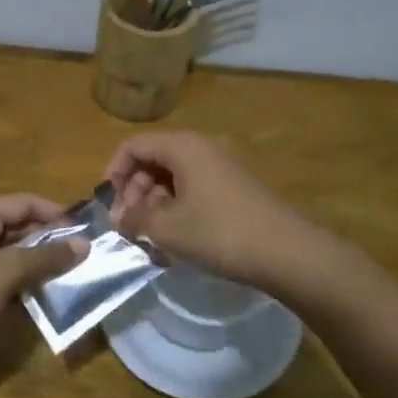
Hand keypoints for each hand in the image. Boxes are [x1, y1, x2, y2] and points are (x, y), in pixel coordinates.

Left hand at [0, 194, 87, 376]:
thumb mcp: (4, 274)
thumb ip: (44, 257)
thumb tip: (83, 244)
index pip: (23, 202)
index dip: (55, 212)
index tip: (85, 230)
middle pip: (17, 226)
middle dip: (49, 240)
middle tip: (82, 256)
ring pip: (10, 252)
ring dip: (37, 262)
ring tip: (69, 276)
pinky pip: (0, 274)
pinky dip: (21, 281)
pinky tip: (40, 296)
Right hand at [105, 131, 312, 289]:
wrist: (287, 252)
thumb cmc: (219, 232)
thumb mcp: (167, 229)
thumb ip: (135, 219)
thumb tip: (118, 217)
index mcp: (182, 146)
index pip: (133, 146)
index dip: (114, 173)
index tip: (110, 205)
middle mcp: (202, 147)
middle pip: (154, 159)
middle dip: (135, 191)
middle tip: (130, 225)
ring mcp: (222, 166)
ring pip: (174, 176)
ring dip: (156, 203)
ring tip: (152, 237)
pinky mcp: (236, 188)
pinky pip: (194, 188)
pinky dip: (178, 208)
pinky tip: (178, 239)